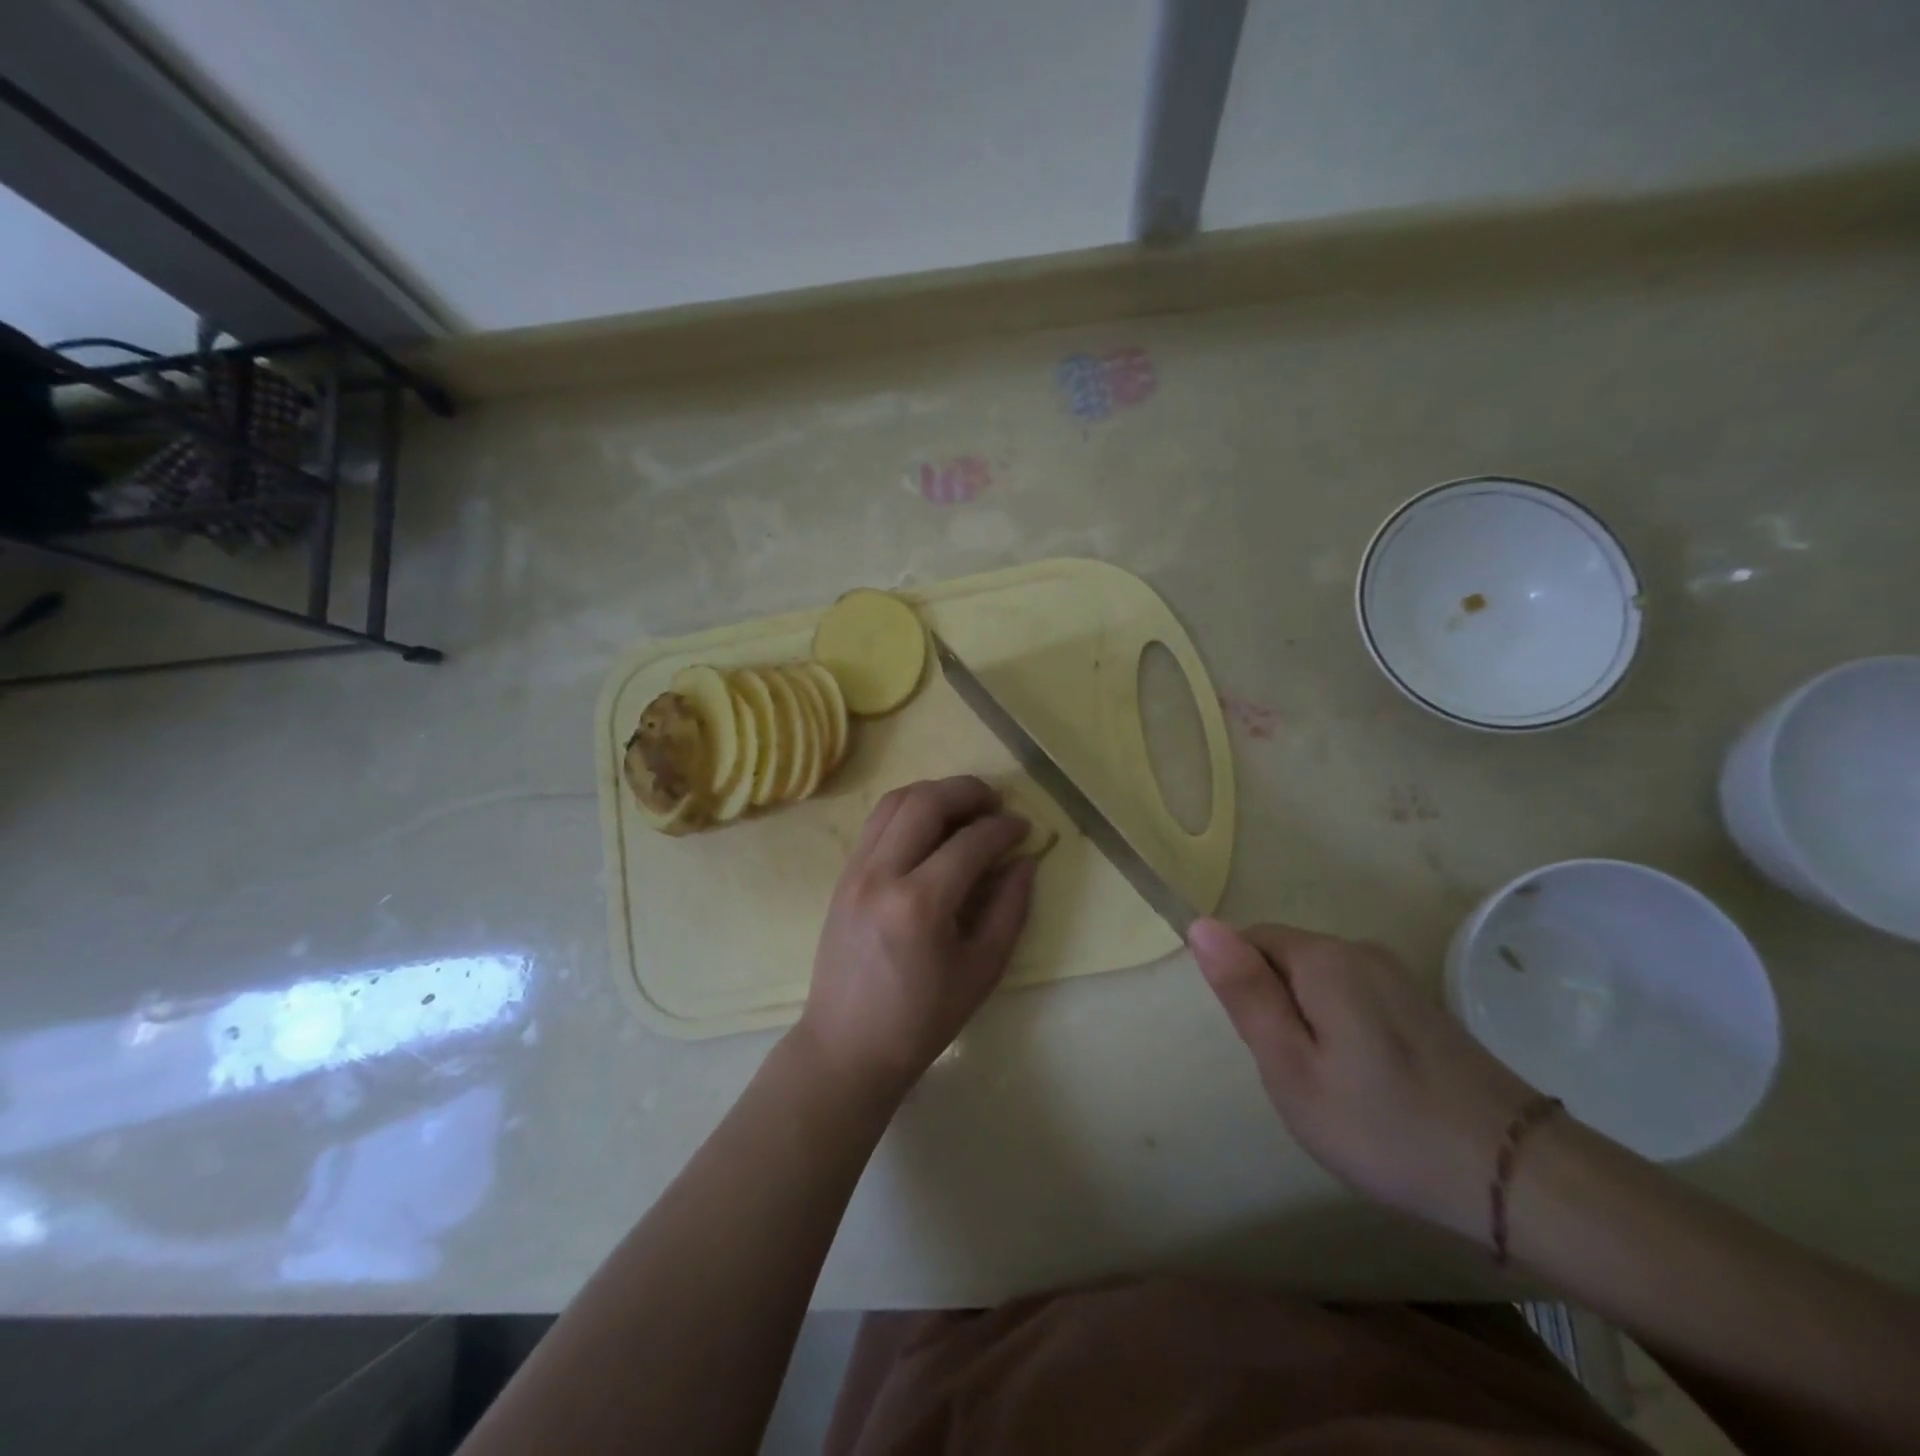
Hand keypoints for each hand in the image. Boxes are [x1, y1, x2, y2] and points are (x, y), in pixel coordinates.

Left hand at [795, 776, 1037, 1101]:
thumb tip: (1024, 861)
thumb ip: (1010, 910)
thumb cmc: (921, 1020)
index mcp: (919, 905)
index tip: (1025, 829)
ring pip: (895, 801)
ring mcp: (855, 871)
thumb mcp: (981, 971)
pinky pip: (877, 822)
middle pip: (926, 802)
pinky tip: (930, 826)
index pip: (970, 842)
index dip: (1004, 828)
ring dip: (935, 792)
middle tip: (996, 802)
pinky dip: (908, 809)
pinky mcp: (843, 875)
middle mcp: (882, 875)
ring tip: (965, 806)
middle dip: (967, 791)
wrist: (847, 1047)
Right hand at [1188, 918, 1540, 1240]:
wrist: (1519, 1177)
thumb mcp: (1292, 1067)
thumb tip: (1201, 923)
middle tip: (1296, 1076)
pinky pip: (1354, 1000)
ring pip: (1319, 984)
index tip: (1264, 1046)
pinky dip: (1343, 1033)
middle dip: (1275, 1008)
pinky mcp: (1422, 1006)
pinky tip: (1369, 1088)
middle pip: (1286, 959)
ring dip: (1308, 1024)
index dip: (1243, 989)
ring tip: (1332, 1089)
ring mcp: (1397, 977)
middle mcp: (1360, 950)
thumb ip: (1245, 992)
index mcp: (1324, 958)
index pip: (1250, 940)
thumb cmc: (1384, 1126)